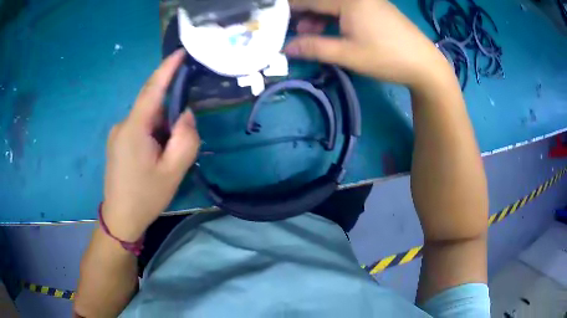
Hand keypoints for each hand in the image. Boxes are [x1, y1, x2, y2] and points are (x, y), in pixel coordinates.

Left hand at [102, 49, 199, 240]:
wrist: (120, 218)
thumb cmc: (146, 197)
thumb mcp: (173, 171)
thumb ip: (185, 139)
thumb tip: (185, 114)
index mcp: (134, 129)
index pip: (152, 90)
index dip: (167, 68)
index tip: (181, 52)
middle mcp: (123, 124)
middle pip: (151, 106)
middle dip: (170, 114)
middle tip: (180, 140)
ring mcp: (117, 133)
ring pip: (146, 118)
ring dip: (162, 128)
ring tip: (166, 156)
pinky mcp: (117, 141)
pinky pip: (139, 127)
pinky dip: (153, 133)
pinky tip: (155, 156)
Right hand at [284, 0, 451, 88]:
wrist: (425, 64)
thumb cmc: (387, 58)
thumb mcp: (348, 54)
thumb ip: (314, 48)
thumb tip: (286, 48)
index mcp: (349, 0)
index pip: (310, 0)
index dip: (289, 9)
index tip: (273, 18)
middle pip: (322, 0)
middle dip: (304, 13)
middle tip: (294, 31)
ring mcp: (368, 0)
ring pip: (334, 4)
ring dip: (319, 16)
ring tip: (310, 33)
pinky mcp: (376, 7)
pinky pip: (347, 7)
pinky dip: (335, 17)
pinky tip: (333, 30)